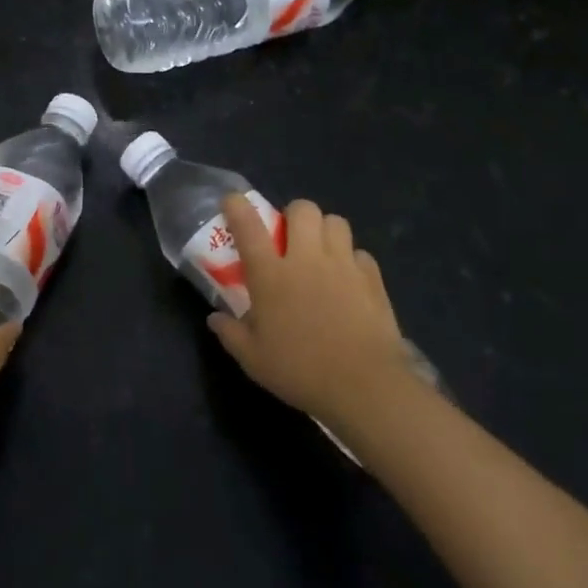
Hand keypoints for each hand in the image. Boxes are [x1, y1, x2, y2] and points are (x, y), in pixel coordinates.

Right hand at [206, 195, 420, 433]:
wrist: (363, 385)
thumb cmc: (300, 370)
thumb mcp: (253, 359)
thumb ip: (230, 333)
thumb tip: (215, 318)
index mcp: (271, 275)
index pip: (249, 227)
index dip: (238, 207)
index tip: (233, 202)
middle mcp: (306, 259)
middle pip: (302, 209)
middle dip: (293, 215)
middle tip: (289, 238)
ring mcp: (343, 265)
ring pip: (336, 221)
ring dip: (324, 231)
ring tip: (320, 253)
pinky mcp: (372, 278)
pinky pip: (360, 253)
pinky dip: (351, 260)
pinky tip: (347, 281)